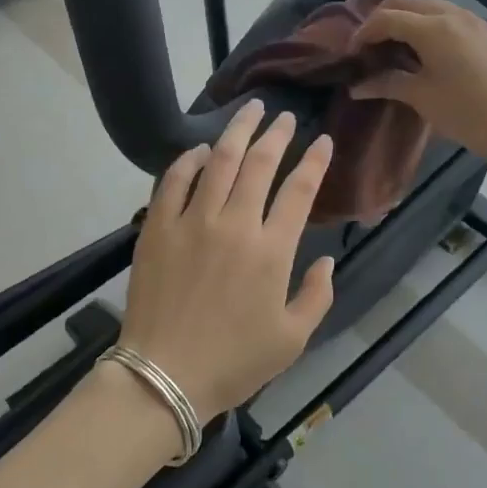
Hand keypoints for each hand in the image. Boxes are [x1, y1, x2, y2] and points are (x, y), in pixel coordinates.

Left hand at [119, 100, 334, 418]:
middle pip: (260, 163)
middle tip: (284, 116)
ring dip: (237, 131)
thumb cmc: (233, 362)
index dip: (315, 160)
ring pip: (220, 161)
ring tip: (249, 110)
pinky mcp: (158, 227)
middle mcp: (235, 224)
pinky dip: (189, 159)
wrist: (163, 377)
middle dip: (277, 133)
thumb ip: (317, 295)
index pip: (300, 190)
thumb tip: (328, 260)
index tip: (322, 140)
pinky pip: (174, 180)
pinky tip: (201, 149)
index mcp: (271, 250)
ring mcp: (192, 221)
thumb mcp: (292, 339)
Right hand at [347, 0, 486, 164]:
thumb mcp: (421, 97)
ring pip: (429, 3)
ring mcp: (472, 19)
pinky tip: (424, 46)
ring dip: (406, 16)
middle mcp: (452, 13)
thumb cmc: (464, 113)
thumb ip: (386, 83)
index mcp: (433, 27)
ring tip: (393, 43)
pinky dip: (428, 21)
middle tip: (369, 43)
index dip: (364, 32)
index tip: (352, 53)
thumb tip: (356, 87)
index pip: (387, 18)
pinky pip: (448, 14)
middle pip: (406, 1)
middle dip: (382, 17)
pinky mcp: (485, 30)